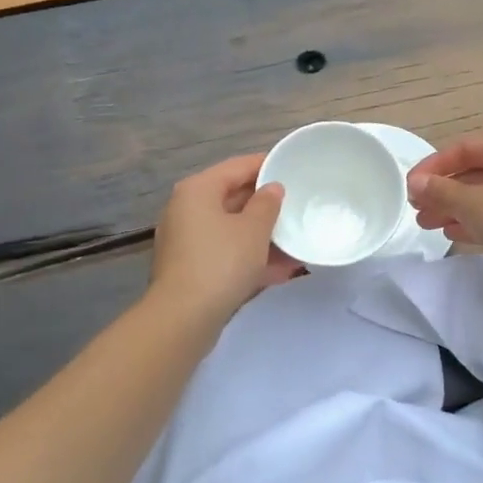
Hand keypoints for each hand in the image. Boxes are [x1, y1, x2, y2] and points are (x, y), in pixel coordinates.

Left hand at [150, 153, 300, 322]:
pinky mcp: (191, 268)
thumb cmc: (222, 262)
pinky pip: (226, 253)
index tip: (293, 168)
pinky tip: (280, 271)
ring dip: (262, 236)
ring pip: (231, 229)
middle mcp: (187, 209)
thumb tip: (272, 189)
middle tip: (298, 206)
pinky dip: (250, 257)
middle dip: (266, 206)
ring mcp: (187, 240)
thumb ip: (267, 204)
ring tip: (295, 241)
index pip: (238, 166)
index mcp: (198, 189)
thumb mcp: (254, 229)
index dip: (267, 165)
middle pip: (233, 198)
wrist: (184, 317)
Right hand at [407, 129, 482, 267]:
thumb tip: (414, 183)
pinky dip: (470, 221)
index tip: (409, 187)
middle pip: (471, 172)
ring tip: (425, 224)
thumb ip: (440, 191)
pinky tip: (449, 233)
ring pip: (480, 195)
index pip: (462, 148)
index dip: (432, 167)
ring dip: (451, 207)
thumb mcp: (471, 202)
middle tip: (415, 209)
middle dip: (441, 190)